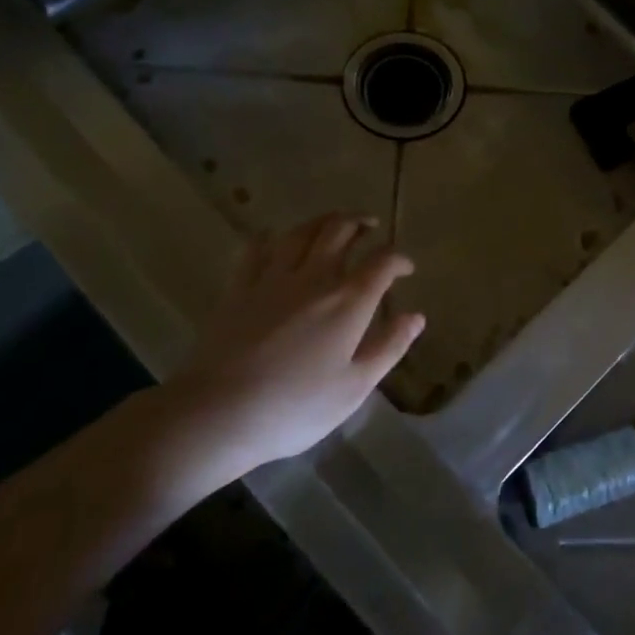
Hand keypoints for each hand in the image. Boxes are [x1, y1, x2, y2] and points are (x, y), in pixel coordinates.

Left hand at [140, 214, 424, 491]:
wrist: (218, 414)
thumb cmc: (296, 407)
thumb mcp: (355, 387)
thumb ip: (389, 347)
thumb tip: (416, 317)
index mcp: (347, 302)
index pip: (381, 263)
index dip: (398, 259)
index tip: (407, 268)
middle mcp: (313, 278)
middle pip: (339, 232)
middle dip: (359, 223)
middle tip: (371, 226)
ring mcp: (271, 279)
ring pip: (300, 232)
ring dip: (322, 221)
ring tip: (333, 223)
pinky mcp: (238, 289)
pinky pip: (255, 249)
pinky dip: (271, 237)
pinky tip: (275, 238)